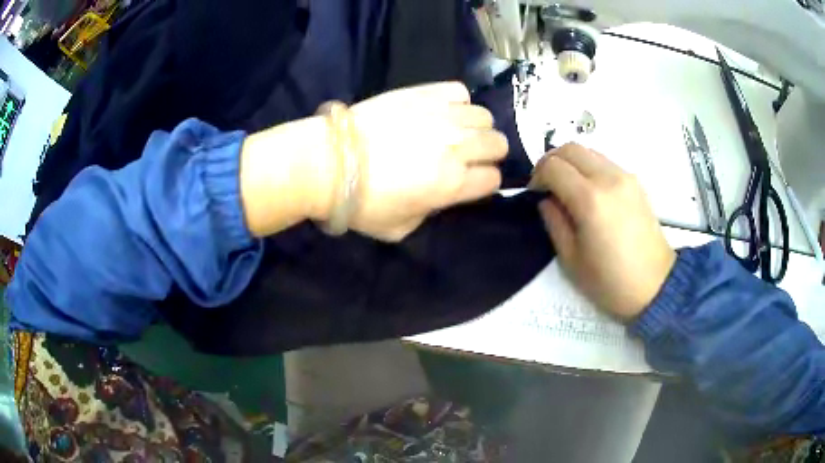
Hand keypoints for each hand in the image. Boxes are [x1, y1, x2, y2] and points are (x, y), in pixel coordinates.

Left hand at [238, 82, 505, 241]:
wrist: (328, 161)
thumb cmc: (361, 202)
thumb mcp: (400, 228)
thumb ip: (431, 213)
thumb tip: (441, 194)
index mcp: (451, 184)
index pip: (493, 179)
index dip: (484, 183)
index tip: (470, 182)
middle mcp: (455, 147)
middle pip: (498, 143)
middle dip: (489, 153)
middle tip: (468, 156)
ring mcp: (441, 115)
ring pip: (484, 116)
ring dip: (475, 127)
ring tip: (456, 131)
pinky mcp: (423, 93)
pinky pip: (458, 91)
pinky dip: (457, 102)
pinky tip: (441, 111)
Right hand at [529, 143, 675, 318]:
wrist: (655, 285)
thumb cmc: (610, 281)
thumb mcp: (571, 259)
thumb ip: (554, 221)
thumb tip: (546, 199)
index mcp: (590, 199)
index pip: (553, 166)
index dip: (537, 176)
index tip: (535, 194)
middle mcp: (608, 178)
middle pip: (570, 148)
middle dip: (551, 161)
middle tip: (546, 185)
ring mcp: (625, 176)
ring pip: (588, 151)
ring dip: (571, 163)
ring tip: (568, 188)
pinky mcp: (635, 181)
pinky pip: (604, 162)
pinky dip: (589, 168)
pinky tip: (590, 192)